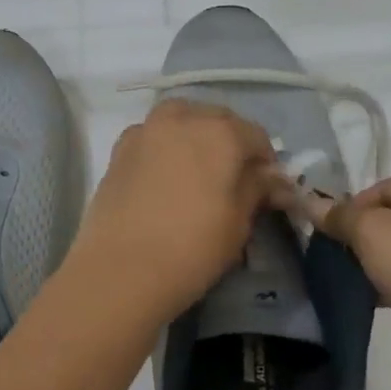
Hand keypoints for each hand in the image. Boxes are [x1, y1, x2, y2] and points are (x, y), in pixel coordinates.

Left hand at [67, 99, 290, 325]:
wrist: (120, 270)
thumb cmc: (192, 248)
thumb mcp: (238, 223)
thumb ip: (257, 189)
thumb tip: (272, 178)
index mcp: (221, 132)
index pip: (256, 136)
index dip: (266, 162)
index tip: (268, 188)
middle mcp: (183, 119)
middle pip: (218, 119)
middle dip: (231, 142)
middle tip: (234, 178)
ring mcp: (145, 130)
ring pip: (181, 120)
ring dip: (196, 135)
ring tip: (199, 170)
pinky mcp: (119, 150)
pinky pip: (152, 136)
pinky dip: (165, 146)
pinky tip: (165, 174)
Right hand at [305, 170, 390, 389]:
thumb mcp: (374, 235)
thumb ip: (341, 216)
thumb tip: (311, 204)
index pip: (381, 188)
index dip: (351, 213)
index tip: (333, 242)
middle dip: (365, 239)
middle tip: (345, 264)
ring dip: (380, 263)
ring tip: (362, 285)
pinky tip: (383, 300)